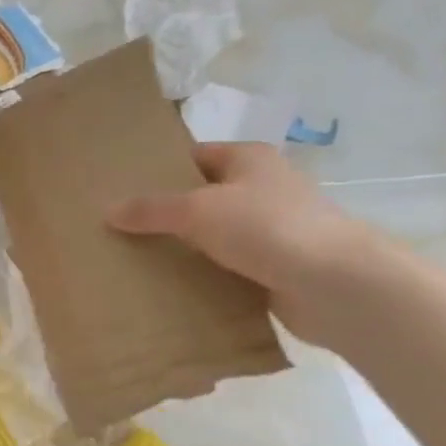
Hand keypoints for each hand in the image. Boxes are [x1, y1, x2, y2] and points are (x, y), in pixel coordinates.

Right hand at [108, 142, 373, 345]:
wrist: (336, 285)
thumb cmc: (267, 228)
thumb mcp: (198, 210)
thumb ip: (151, 209)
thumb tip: (109, 211)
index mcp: (249, 160)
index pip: (194, 157)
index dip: (159, 171)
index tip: (122, 191)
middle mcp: (263, 189)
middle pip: (202, 197)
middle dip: (166, 214)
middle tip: (121, 229)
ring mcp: (272, 231)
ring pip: (214, 236)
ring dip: (184, 249)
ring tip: (137, 260)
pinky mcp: (275, 269)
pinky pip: (228, 269)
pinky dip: (204, 277)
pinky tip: (172, 289)